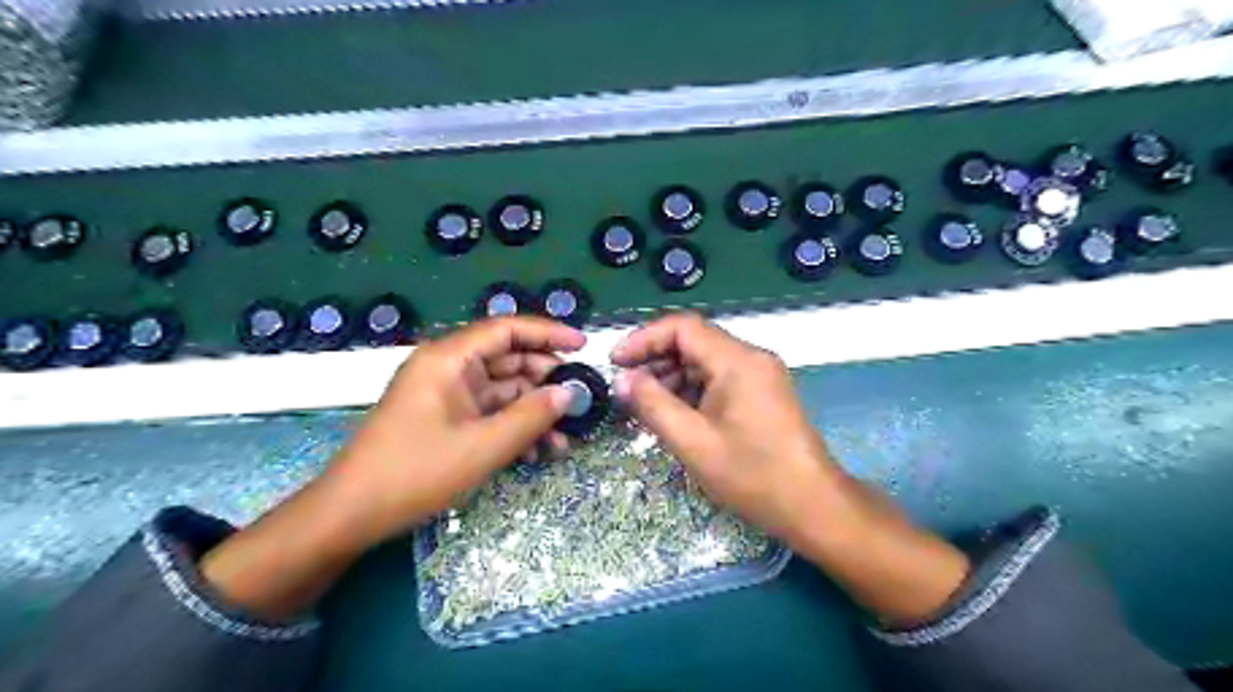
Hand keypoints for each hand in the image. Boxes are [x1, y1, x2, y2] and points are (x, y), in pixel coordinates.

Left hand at [199, 317, 583, 619]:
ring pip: (503, 390)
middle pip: (509, 359)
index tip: (584, 345)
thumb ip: (531, 416)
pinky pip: (490, 412)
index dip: (548, 333)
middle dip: (546, 379)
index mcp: (449, 359)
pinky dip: (514, 426)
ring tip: (565, 437)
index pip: (507, 329)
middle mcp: (448, 367)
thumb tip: (570, 393)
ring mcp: (447, 394)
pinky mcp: (446, 418)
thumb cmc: (415, 473)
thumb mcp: (483, 446)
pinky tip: (539, 451)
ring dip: (534, 410)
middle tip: (581, 399)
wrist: (352, 515)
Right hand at [611, 317, 967, 625]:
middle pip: (694, 342)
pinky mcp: (763, 393)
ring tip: (645, 405)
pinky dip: (692, 390)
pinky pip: (720, 379)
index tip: (616, 362)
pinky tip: (675, 413)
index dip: (644, 339)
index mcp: (738, 361)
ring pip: (706, 361)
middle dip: (655, 360)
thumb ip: (653, 405)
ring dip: (672, 377)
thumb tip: (623, 380)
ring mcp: (761, 375)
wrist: (814, 506)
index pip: (683, 328)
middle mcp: (752, 358)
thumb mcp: (693, 442)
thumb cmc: (753, 475)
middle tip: (626, 388)